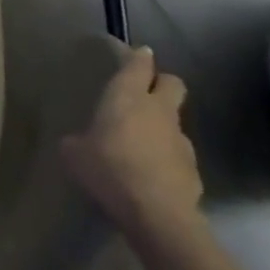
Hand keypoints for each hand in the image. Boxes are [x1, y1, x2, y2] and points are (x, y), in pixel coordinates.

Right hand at [61, 44, 201, 235]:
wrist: (157, 214)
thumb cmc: (109, 169)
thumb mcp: (75, 154)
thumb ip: (77, 141)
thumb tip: (77, 142)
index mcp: (128, 96)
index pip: (140, 64)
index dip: (138, 57)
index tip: (136, 55)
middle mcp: (159, 110)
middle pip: (173, 83)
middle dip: (162, 83)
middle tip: (145, 94)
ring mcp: (181, 139)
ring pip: (175, 121)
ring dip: (162, 126)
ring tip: (142, 146)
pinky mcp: (193, 169)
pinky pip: (178, 154)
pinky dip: (167, 158)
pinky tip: (152, 176)